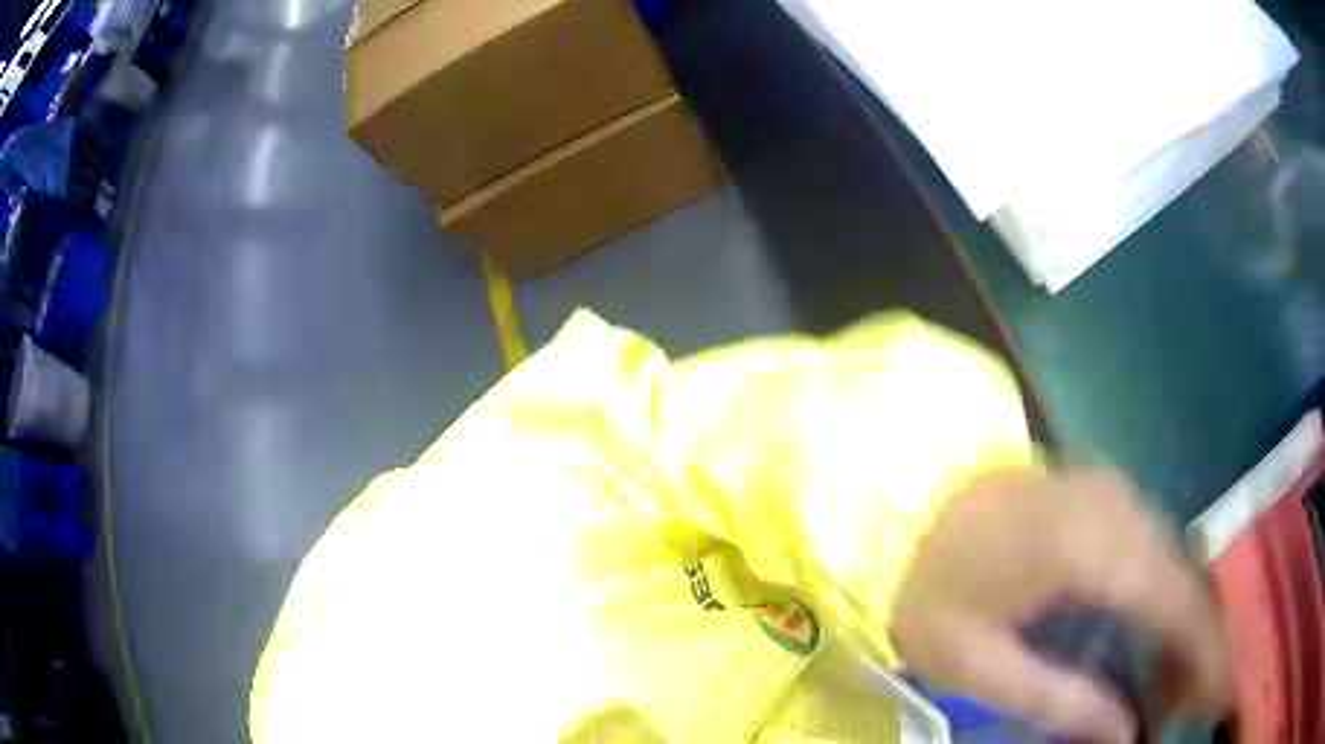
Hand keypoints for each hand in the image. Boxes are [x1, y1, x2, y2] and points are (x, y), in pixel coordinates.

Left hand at [892, 468, 1231, 742]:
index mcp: (1094, 548)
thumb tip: (1125, 735)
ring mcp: (1115, 492)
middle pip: (1188, 583)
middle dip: (1199, 648)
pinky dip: (1166, 602)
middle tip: (1185, 707)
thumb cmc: (930, 587)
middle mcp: (1121, 508)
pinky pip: (1156, 551)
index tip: (1217, 697)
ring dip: (1184, 627)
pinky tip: (1153, 642)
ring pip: (1178, 566)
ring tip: (1169, 689)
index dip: (1208, 654)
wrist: (899, 501)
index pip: (1181, 605)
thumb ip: (1062, 700)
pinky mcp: (1105, 494)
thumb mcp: (981, 664)